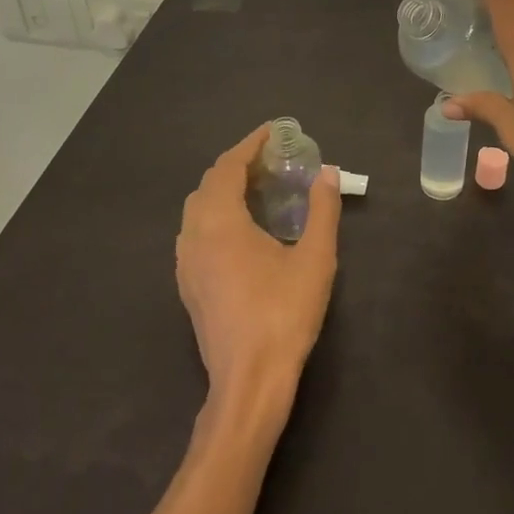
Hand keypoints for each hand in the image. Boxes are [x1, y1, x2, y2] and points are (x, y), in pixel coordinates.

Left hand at [175, 125, 341, 411]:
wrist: (249, 380)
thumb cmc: (284, 314)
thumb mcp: (315, 258)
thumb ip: (322, 209)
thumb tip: (328, 172)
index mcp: (220, 223)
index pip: (228, 166)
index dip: (250, 144)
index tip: (274, 132)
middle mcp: (194, 236)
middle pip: (209, 184)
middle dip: (237, 165)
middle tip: (272, 161)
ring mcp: (186, 263)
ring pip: (197, 209)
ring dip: (224, 190)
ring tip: (259, 189)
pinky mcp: (188, 285)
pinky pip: (195, 232)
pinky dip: (216, 214)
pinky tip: (243, 230)